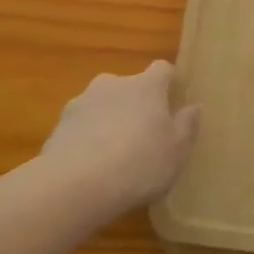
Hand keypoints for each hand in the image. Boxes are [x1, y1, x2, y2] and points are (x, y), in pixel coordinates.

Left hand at [40, 62, 200, 209]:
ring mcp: (81, 102)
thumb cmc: (139, 164)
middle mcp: (113, 84)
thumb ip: (187, 125)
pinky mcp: (58, 125)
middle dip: (135, 104)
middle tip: (143, 135)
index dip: (168, 82)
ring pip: (101, 105)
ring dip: (108, 120)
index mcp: (146, 86)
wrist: (75, 184)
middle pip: (129, 86)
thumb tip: (194, 106)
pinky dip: (87, 139)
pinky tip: (90, 167)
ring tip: (113, 155)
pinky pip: (80, 126)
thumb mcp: (177, 151)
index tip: (173, 101)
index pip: (162, 69)